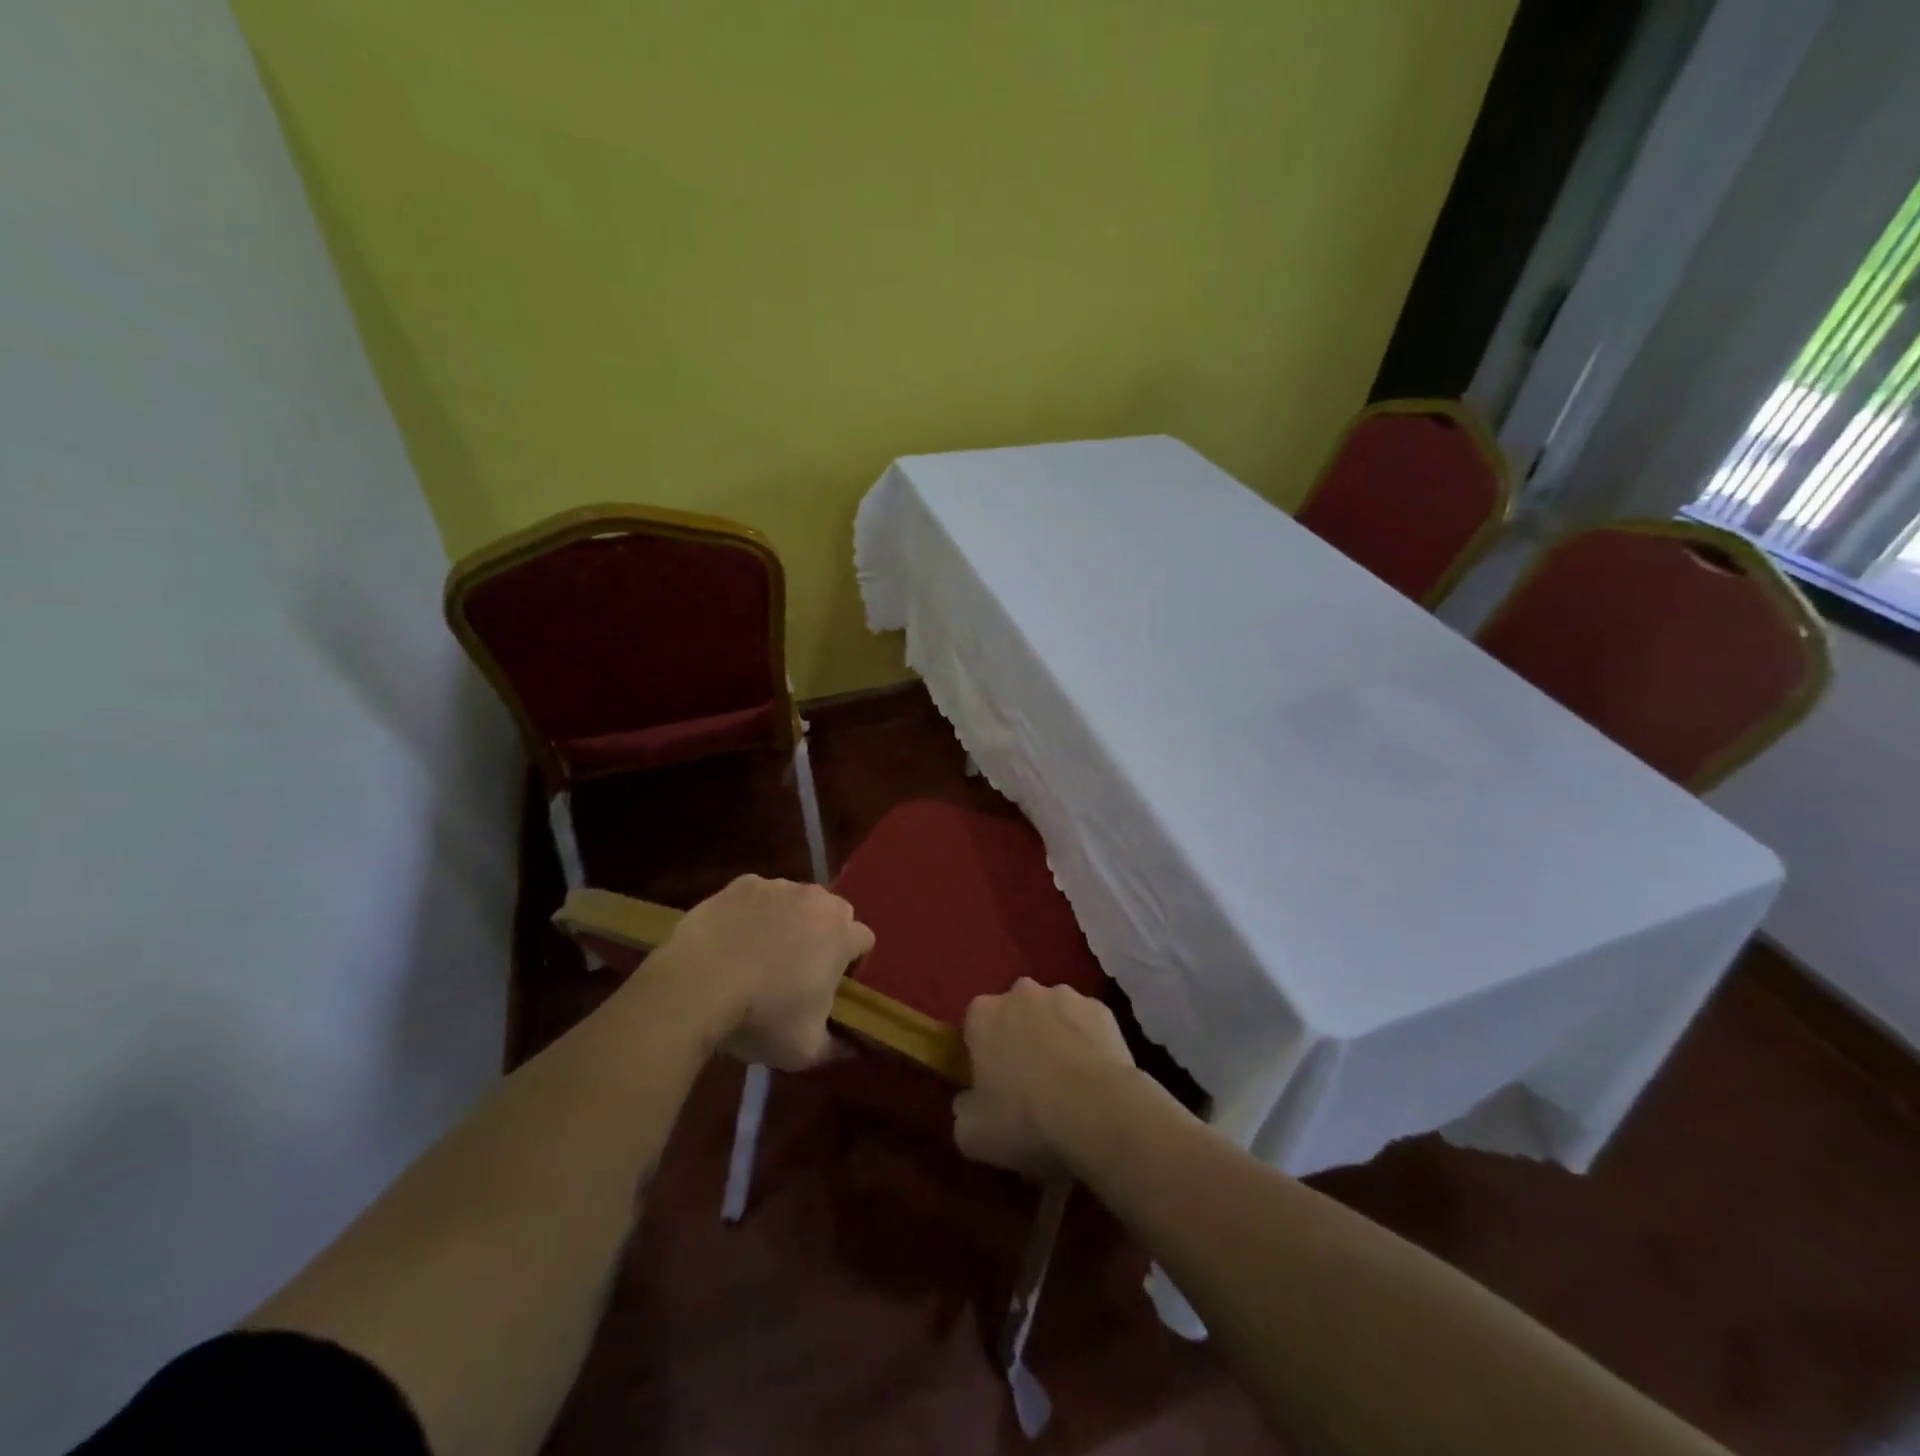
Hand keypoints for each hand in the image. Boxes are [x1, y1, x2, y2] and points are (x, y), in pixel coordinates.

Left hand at [645, 875, 873, 1070]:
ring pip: (796, 901)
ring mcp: (778, 887)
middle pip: (834, 913)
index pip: (864, 940)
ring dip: (790, 921)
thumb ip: (836, 1045)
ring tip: (761, 953)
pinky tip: (734, 938)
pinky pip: (759, 896)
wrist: (695, 985)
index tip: (832, 987)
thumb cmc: (760, 1017)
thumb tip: (850, 1045)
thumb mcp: (805, 1050)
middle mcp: (817, 901)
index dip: (852, 963)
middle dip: (825, 935)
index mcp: (841, 935)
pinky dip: (754, 913)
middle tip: (800, 969)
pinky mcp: (742, 884)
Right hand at [953, 979, 1137, 1179]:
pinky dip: (1087, 1044)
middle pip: (1014, 1016)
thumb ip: (963, 1109)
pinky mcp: (1101, 1008)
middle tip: (1030, 1087)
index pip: (974, 1028)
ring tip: (1068, 1086)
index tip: (992, 1087)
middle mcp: (1021, 993)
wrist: (1099, 1113)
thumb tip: (970, 1101)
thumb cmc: (1026, 1119)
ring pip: (1052, 1017)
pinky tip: (1095, 1079)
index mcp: (983, 1013)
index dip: (982, 1057)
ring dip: (1054, 1039)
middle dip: (1019, 1041)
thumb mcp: (972, 1134)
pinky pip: (1086, 1025)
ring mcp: (1065, 996)